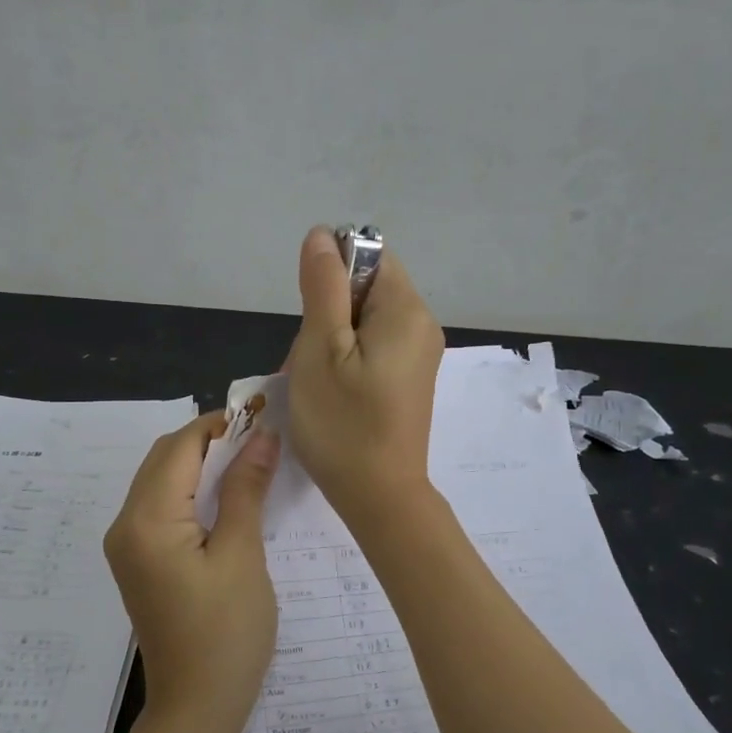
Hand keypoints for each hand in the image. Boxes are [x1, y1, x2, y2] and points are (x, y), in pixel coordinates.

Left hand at [103, 413, 281, 732]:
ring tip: (249, 462)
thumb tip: (261, 436)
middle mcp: (125, 525)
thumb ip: (245, 489)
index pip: (180, 447)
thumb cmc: (227, 634)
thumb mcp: (242, 555)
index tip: (262, 416)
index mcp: (147, 520)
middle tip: (260, 439)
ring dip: (200, 464)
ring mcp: (127, 545)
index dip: (219, 424)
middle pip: (164, 459)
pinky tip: (225, 497)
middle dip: (209, 440)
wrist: (196, 709)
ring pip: (161, 481)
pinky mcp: (138, 562)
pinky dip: (191, 491)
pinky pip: (160, 507)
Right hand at [285, 226, 443, 527]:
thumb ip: (321, 287)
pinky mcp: (410, 379)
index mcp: (406, 310)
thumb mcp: (320, 349)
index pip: (368, 257)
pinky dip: (345, 361)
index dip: (331, 276)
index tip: (312, 321)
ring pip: (362, 323)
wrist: (379, 497)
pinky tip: (332, 393)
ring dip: (330, 342)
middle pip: (364, 290)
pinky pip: (372, 349)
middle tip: (309, 361)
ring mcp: (419, 355)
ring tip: (316, 382)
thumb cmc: (343, 423)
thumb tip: (322, 235)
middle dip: (326, 316)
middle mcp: (422, 325)